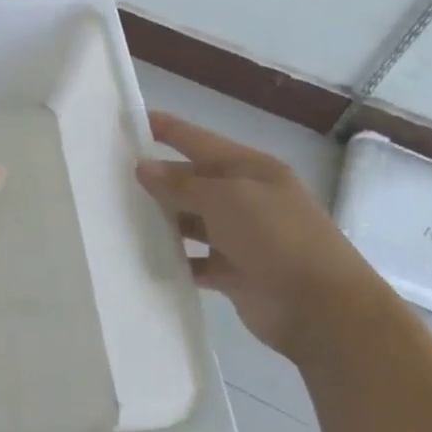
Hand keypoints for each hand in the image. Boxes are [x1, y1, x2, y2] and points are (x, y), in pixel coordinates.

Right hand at [136, 111, 387, 361]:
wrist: (324, 311)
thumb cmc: (278, 239)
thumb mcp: (228, 199)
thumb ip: (182, 183)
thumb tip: (144, 167)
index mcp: (249, 169)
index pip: (197, 139)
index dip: (163, 128)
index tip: (125, 120)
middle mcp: (244, 197)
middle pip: (190, 179)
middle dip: (155, 178)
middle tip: (107, 177)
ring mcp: (240, 236)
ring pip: (189, 220)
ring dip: (161, 219)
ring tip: (117, 217)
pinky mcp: (234, 272)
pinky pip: (194, 260)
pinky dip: (174, 259)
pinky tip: (143, 257)